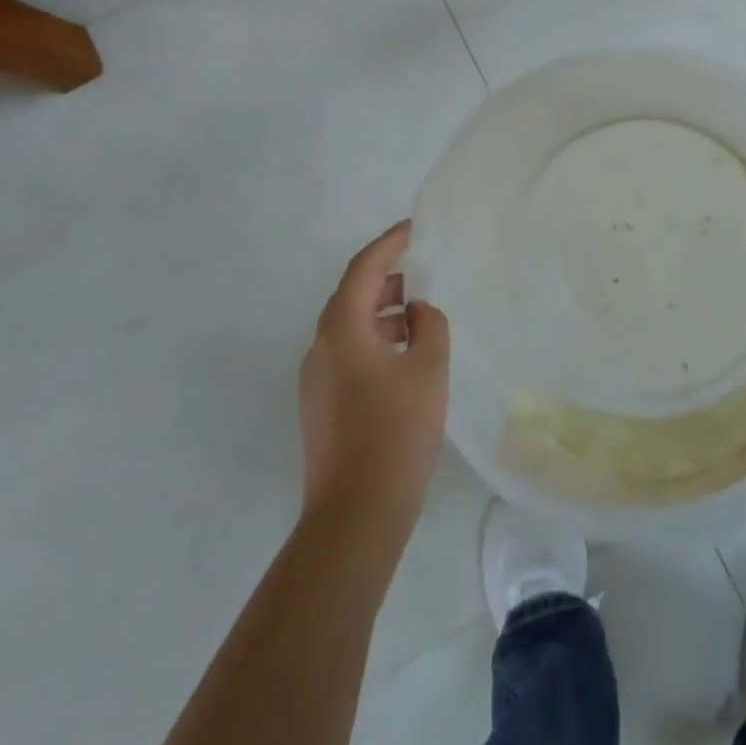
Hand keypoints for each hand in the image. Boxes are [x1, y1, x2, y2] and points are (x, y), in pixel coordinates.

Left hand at [298, 221, 450, 525]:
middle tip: (422, 271)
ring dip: (383, 314)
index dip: (389, 244)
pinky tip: (405, 358)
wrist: (354, 516)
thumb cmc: (395, 432)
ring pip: (351, 328)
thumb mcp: (428, 368)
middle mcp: (320, 347)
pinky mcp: (321, 407)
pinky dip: (376, 341)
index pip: (363, 269)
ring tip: (420, 316)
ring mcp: (316, 380)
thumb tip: (417, 311)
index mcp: (342, 329)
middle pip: (352, 297)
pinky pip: (349, 355)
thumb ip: (429, 325)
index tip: (412, 228)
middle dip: (387, 279)